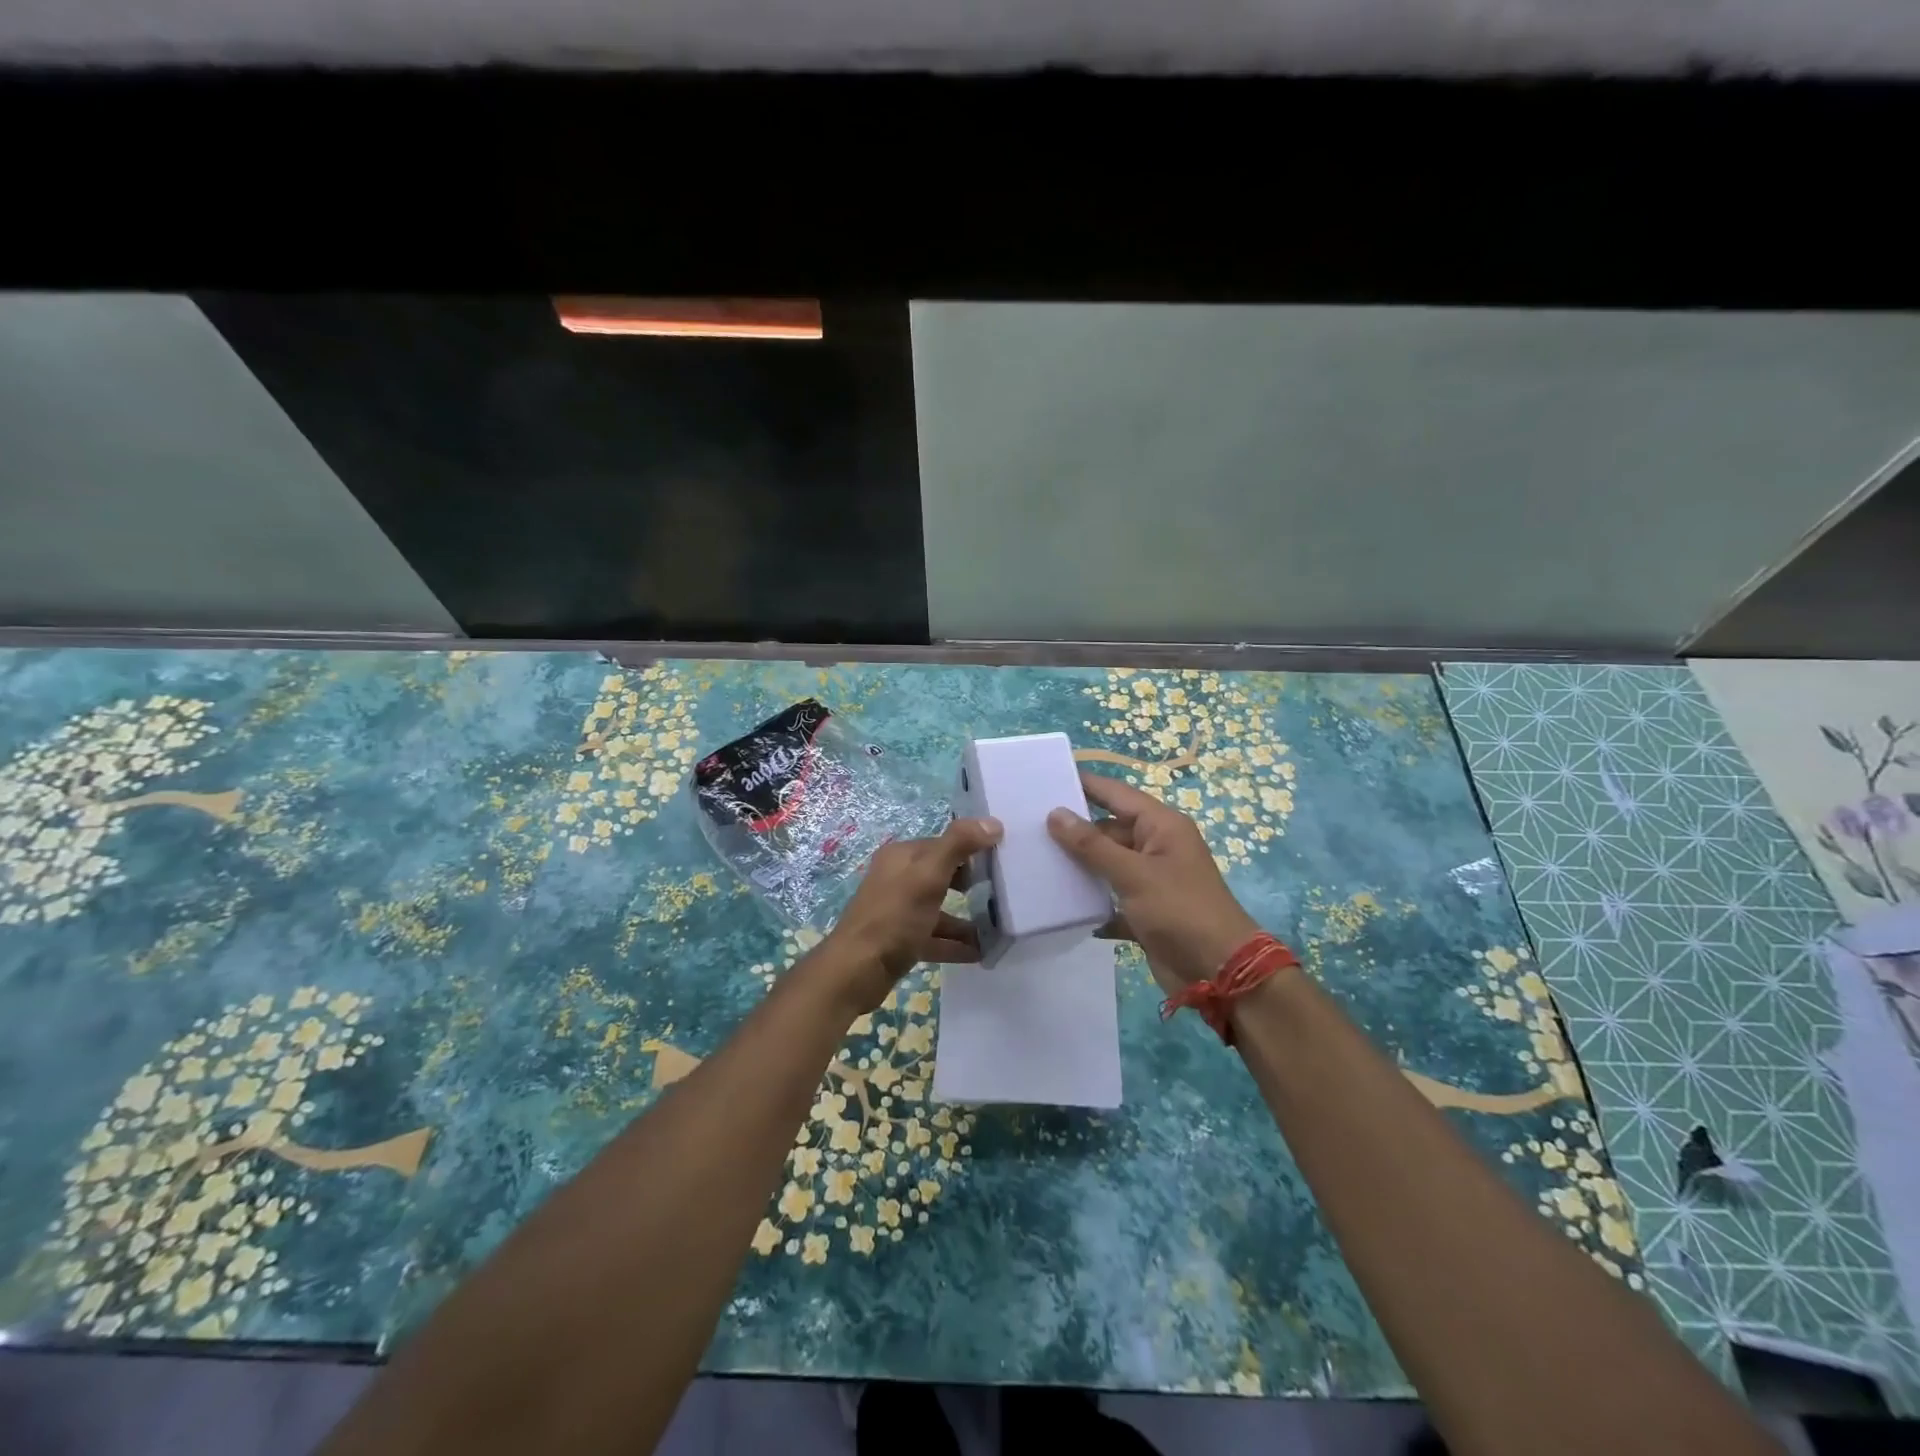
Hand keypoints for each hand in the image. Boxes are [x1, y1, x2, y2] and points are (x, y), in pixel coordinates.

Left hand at [811, 816, 1003, 1012]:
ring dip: (966, 919)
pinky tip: (981, 952)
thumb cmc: (894, 917)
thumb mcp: (928, 876)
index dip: (971, 849)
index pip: (943, 844)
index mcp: (901, 857)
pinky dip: (955, 943)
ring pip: (939, 909)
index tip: (1002, 860)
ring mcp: (898, 911)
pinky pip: (934, 936)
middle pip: (941, 875)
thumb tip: (993, 823)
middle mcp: (898, 879)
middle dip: (970, 882)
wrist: (856, 971)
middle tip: (1001, 892)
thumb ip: (959, 845)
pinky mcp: (900, 940)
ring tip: (997, 927)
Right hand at [1047, 772, 1260, 993]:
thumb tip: (1055, 813)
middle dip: (1073, 829)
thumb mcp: (1134, 874)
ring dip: (1078, 866)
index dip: (1084, 784)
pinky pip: (1109, 896)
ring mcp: (1150, 880)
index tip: (1046, 777)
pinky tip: (1057, 902)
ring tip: (1033, 859)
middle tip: (1027, 825)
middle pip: (1108, 829)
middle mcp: (1156, 847)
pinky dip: (1089, 900)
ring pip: (1106, 863)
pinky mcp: (1143, 911)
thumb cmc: (1181, 911)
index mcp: (1161, 826)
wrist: (1219, 973)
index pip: (1116, 794)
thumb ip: (1092, 844)